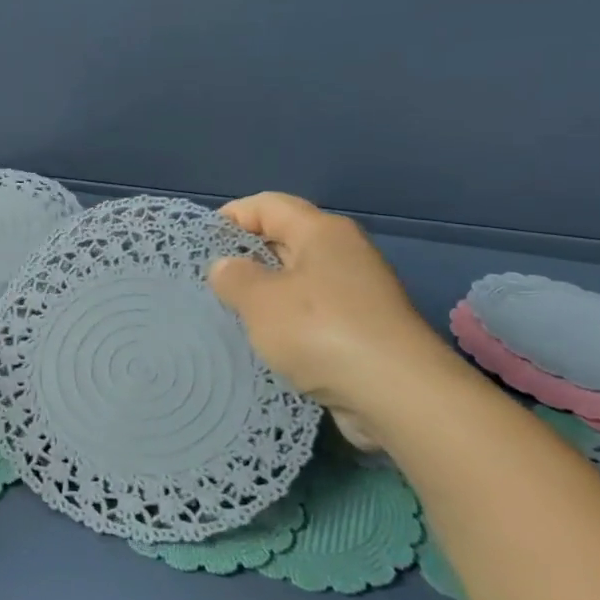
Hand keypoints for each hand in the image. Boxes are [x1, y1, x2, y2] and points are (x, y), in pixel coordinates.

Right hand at [207, 192, 462, 449]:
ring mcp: (358, 292)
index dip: (230, 217)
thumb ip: (233, 277)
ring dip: (265, 294)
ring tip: (231, 314)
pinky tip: (268, 343)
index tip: (200, 245)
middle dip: (245, 257)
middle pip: (284, 239)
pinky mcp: (365, 329)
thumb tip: (227, 267)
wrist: (399, 395)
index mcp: (321, 231)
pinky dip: (288, 322)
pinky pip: (314, 313)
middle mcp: (344, 252)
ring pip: (298, 279)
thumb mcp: (259, 300)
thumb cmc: (320, 331)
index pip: (266, 205)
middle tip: (210, 282)